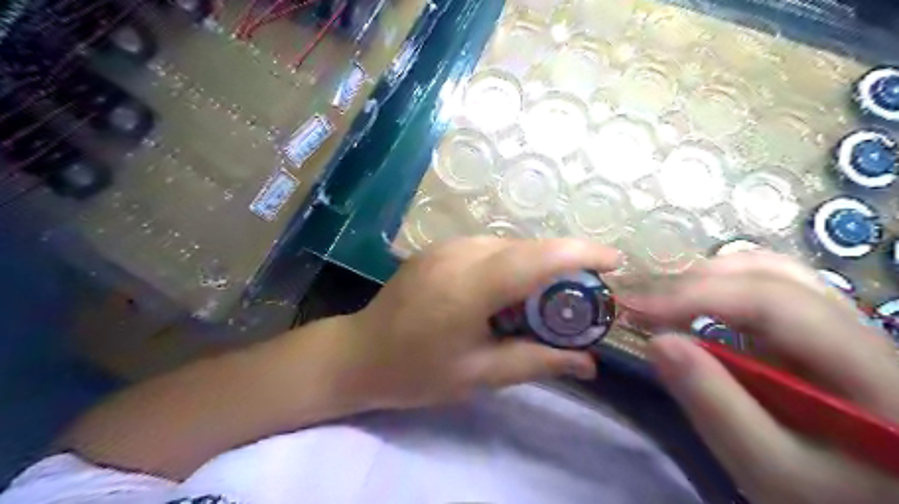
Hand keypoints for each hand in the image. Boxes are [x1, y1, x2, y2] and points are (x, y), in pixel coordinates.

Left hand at [341, 236, 623, 408]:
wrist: (359, 353)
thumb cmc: (417, 371)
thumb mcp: (480, 374)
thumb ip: (537, 362)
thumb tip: (589, 363)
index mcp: (470, 286)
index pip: (537, 258)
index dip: (581, 253)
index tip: (615, 261)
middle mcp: (460, 254)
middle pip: (527, 248)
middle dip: (564, 264)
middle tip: (583, 296)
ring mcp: (446, 246)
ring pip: (509, 246)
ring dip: (536, 265)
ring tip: (545, 300)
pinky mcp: (439, 248)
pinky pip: (489, 248)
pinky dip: (512, 264)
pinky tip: (509, 291)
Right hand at [628, 252, 898, 503]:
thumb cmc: (830, 498)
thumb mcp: (771, 471)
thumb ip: (716, 406)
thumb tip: (658, 341)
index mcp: (869, 368)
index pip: (773, 301)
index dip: (697, 295)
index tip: (637, 309)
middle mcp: (862, 332)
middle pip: (775, 273)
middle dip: (698, 281)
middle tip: (645, 305)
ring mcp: (844, 329)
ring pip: (774, 274)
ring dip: (710, 281)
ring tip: (665, 303)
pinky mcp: (822, 335)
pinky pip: (770, 293)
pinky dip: (723, 292)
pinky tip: (696, 310)